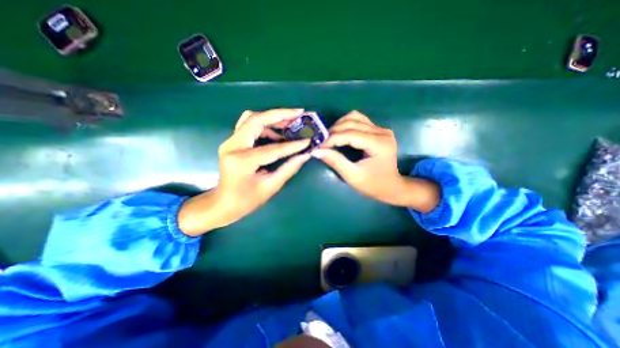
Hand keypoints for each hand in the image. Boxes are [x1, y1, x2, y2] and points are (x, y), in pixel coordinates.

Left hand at [180, 107, 312, 236]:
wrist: (223, 203)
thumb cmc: (246, 200)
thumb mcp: (270, 187)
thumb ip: (289, 169)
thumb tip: (305, 155)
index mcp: (242, 161)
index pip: (272, 149)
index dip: (292, 145)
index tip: (308, 140)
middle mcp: (232, 146)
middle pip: (256, 119)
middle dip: (280, 115)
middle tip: (299, 114)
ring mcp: (230, 142)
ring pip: (252, 118)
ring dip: (272, 118)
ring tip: (291, 123)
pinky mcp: (233, 141)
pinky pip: (249, 125)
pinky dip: (265, 125)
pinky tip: (277, 133)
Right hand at [313, 110, 437, 211]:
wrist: (391, 186)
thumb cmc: (373, 185)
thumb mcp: (353, 176)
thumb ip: (335, 162)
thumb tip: (317, 151)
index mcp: (379, 144)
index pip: (351, 134)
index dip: (332, 139)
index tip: (318, 146)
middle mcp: (382, 132)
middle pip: (352, 122)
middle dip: (333, 131)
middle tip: (321, 143)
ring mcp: (381, 129)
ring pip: (355, 117)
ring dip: (339, 125)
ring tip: (329, 138)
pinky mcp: (378, 130)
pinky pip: (359, 120)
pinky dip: (346, 125)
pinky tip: (340, 134)